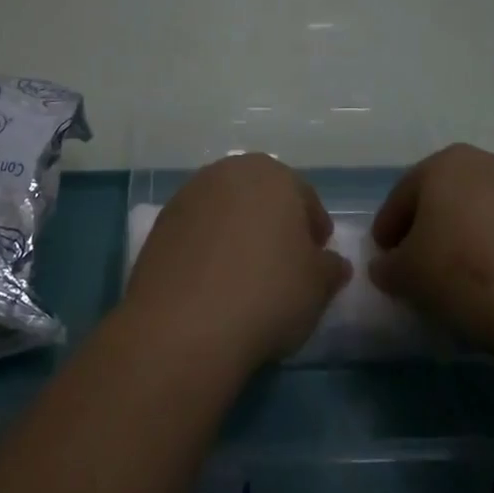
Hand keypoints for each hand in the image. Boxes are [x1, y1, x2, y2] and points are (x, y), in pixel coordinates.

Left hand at [122, 153, 351, 375]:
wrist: (186, 321)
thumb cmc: (268, 293)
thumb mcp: (318, 287)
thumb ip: (329, 268)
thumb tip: (332, 263)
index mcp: (272, 175)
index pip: (303, 196)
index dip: (314, 227)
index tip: (318, 256)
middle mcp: (229, 171)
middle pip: (260, 195)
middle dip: (274, 222)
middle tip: (283, 262)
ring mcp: (190, 193)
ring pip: (225, 209)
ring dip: (237, 232)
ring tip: (245, 274)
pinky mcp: (161, 221)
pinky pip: (196, 229)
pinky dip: (207, 247)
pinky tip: (212, 281)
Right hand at [370, 144, 493, 364]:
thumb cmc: (465, 272)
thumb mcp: (408, 275)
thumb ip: (389, 267)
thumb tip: (387, 267)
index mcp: (446, 164)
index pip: (404, 193)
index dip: (388, 226)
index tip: (383, 256)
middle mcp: (491, 165)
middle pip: (448, 197)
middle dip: (431, 228)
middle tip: (420, 265)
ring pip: (487, 215)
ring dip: (471, 241)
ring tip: (466, 283)